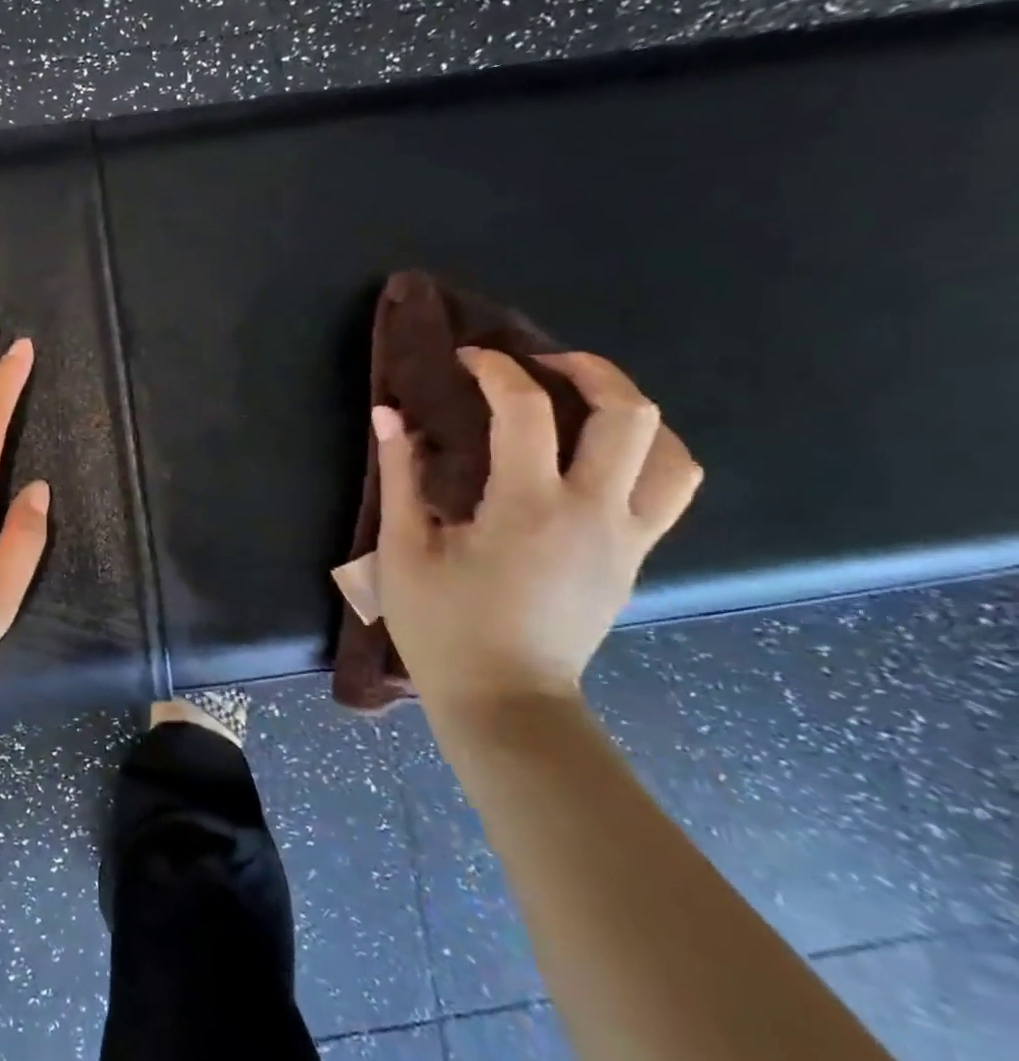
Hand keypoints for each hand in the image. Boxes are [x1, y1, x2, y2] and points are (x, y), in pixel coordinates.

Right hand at [375, 347, 700, 712]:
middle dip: (589, 369)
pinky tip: (600, 458)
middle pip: (630, 414)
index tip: (467, 359)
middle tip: (543, 363)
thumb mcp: (405, 551)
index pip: (527, 410)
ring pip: (671, 453)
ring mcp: (626, 538)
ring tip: (584, 404)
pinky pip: (668, 491)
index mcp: (528, 507)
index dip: (497, 369)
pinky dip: (646, 455)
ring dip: (632, 413)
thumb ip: (400, 476)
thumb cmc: (443, 628)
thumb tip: (390, 415)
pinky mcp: (635, 560)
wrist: (505, 701)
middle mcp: (594, 513)